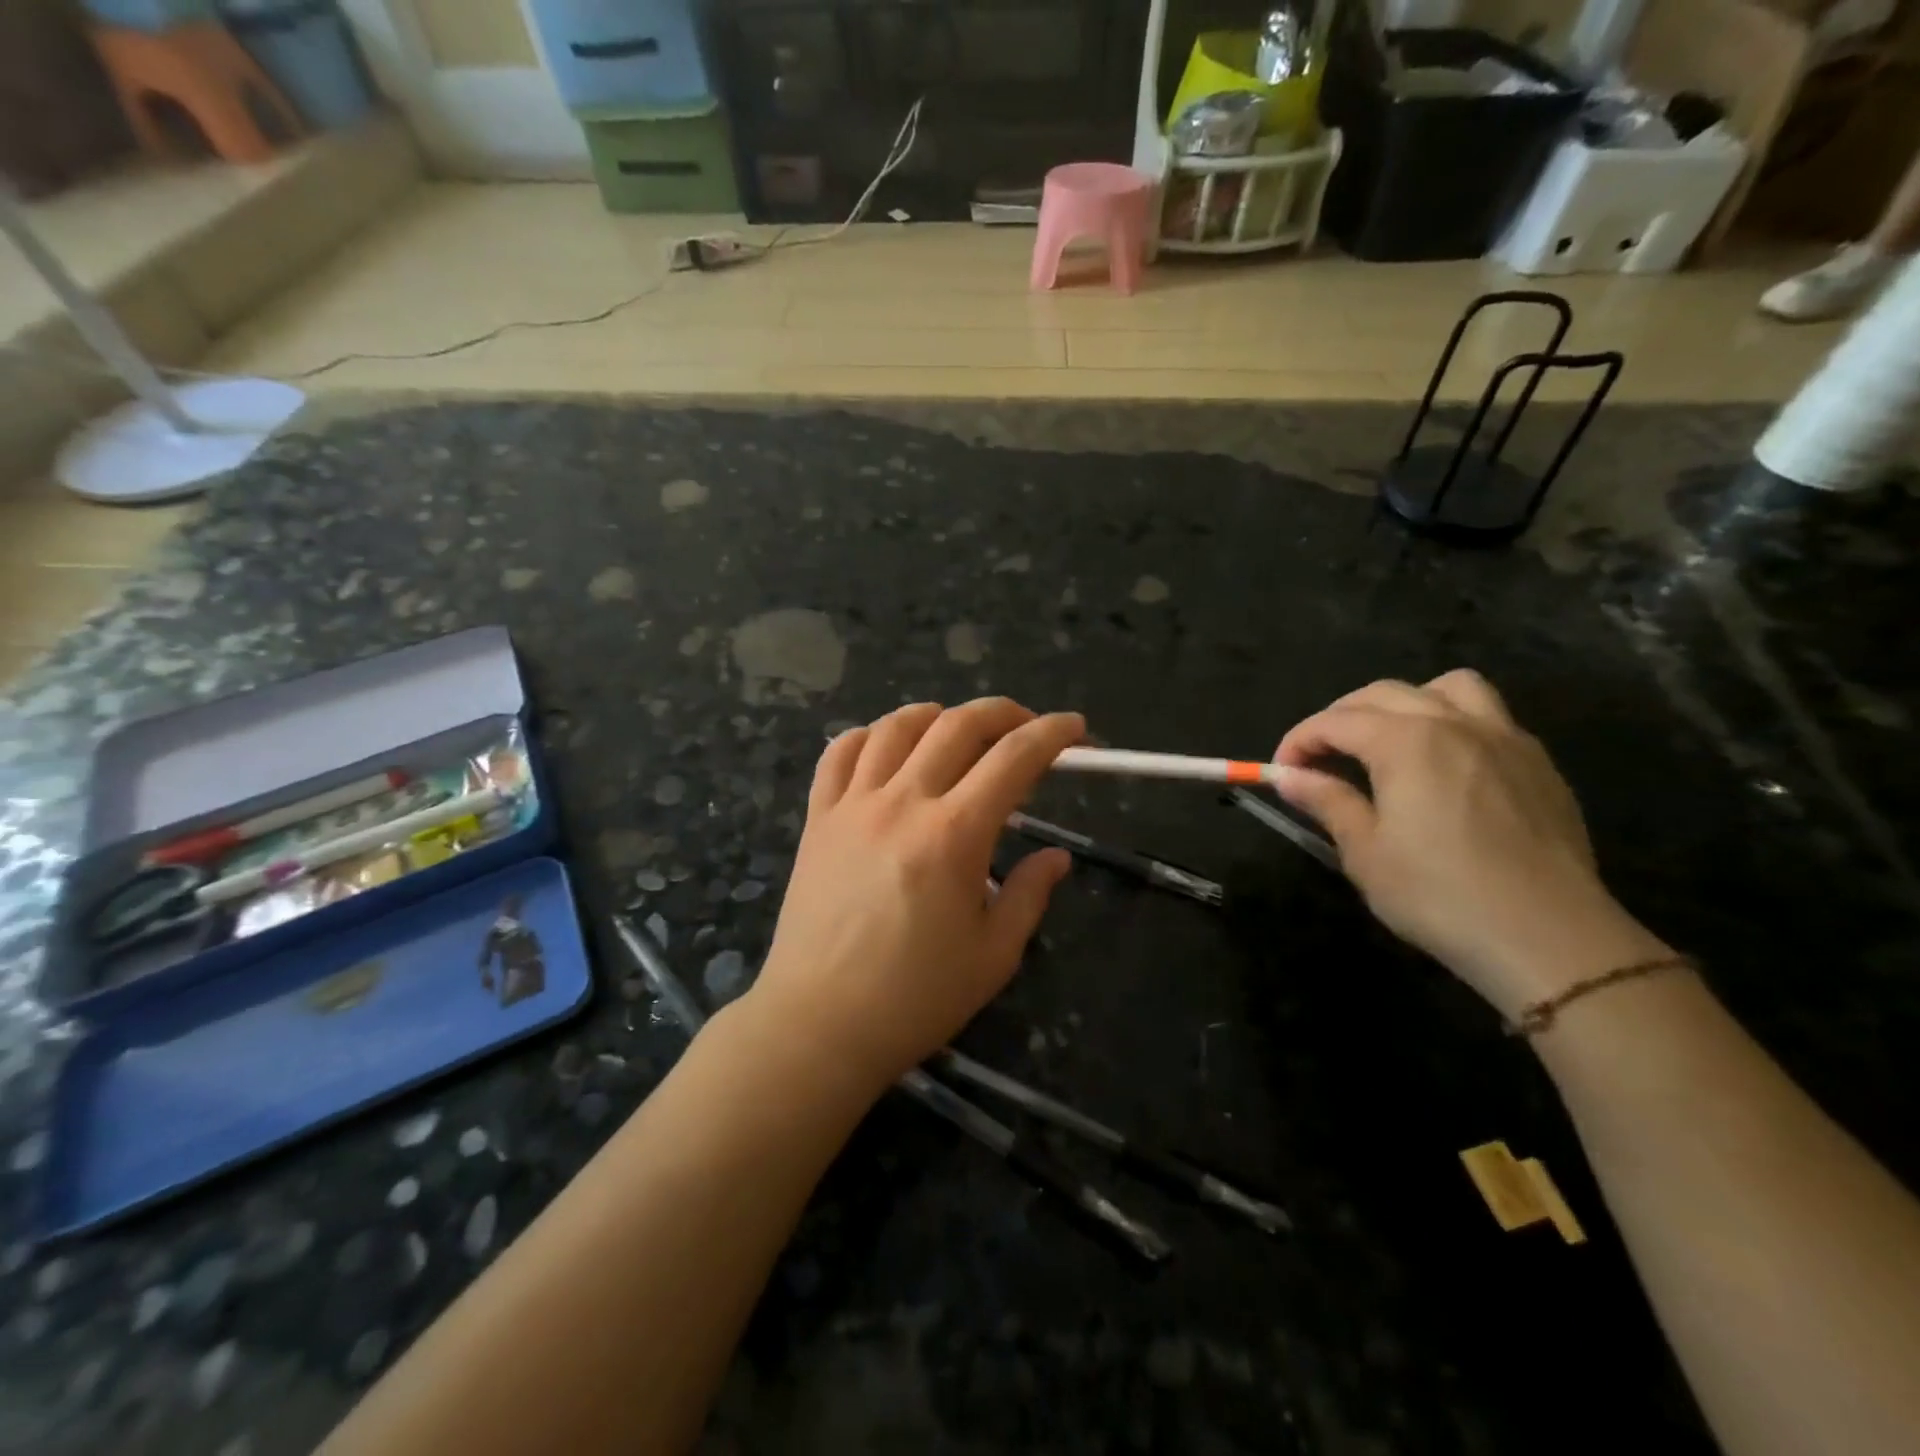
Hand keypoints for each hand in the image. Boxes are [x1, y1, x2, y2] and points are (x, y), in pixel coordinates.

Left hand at [744, 699, 1082, 1090]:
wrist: (820, 1023)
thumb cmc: (914, 998)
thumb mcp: (993, 955)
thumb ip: (1029, 894)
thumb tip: (1056, 857)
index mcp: (954, 834)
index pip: (1014, 758)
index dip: (1053, 734)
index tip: (1076, 729)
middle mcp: (903, 802)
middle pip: (958, 725)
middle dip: (1004, 713)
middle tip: (1027, 727)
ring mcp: (853, 805)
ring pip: (896, 726)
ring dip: (938, 715)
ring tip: (958, 731)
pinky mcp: (817, 819)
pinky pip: (838, 753)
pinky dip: (869, 735)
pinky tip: (886, 748)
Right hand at [1272, 670, 1666, 1018]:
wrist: (1549, 938)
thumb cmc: (1439, 895)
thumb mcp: (1365, 853)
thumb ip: (1327, 801)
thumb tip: (1289, 777)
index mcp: (1406, 742)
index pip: (1335, 721)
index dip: (1299, 741)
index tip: (1281, 772)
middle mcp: (1455, 724)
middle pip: (1383, 694)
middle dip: (1340, 717)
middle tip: (1321, 756)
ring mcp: (1505, 739)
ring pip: (1448, 688)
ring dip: (1406, 703)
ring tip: (1388, 741)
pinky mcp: (1538, 764)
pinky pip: (1489, 717)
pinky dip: (1452, 724)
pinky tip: (1444, 767)